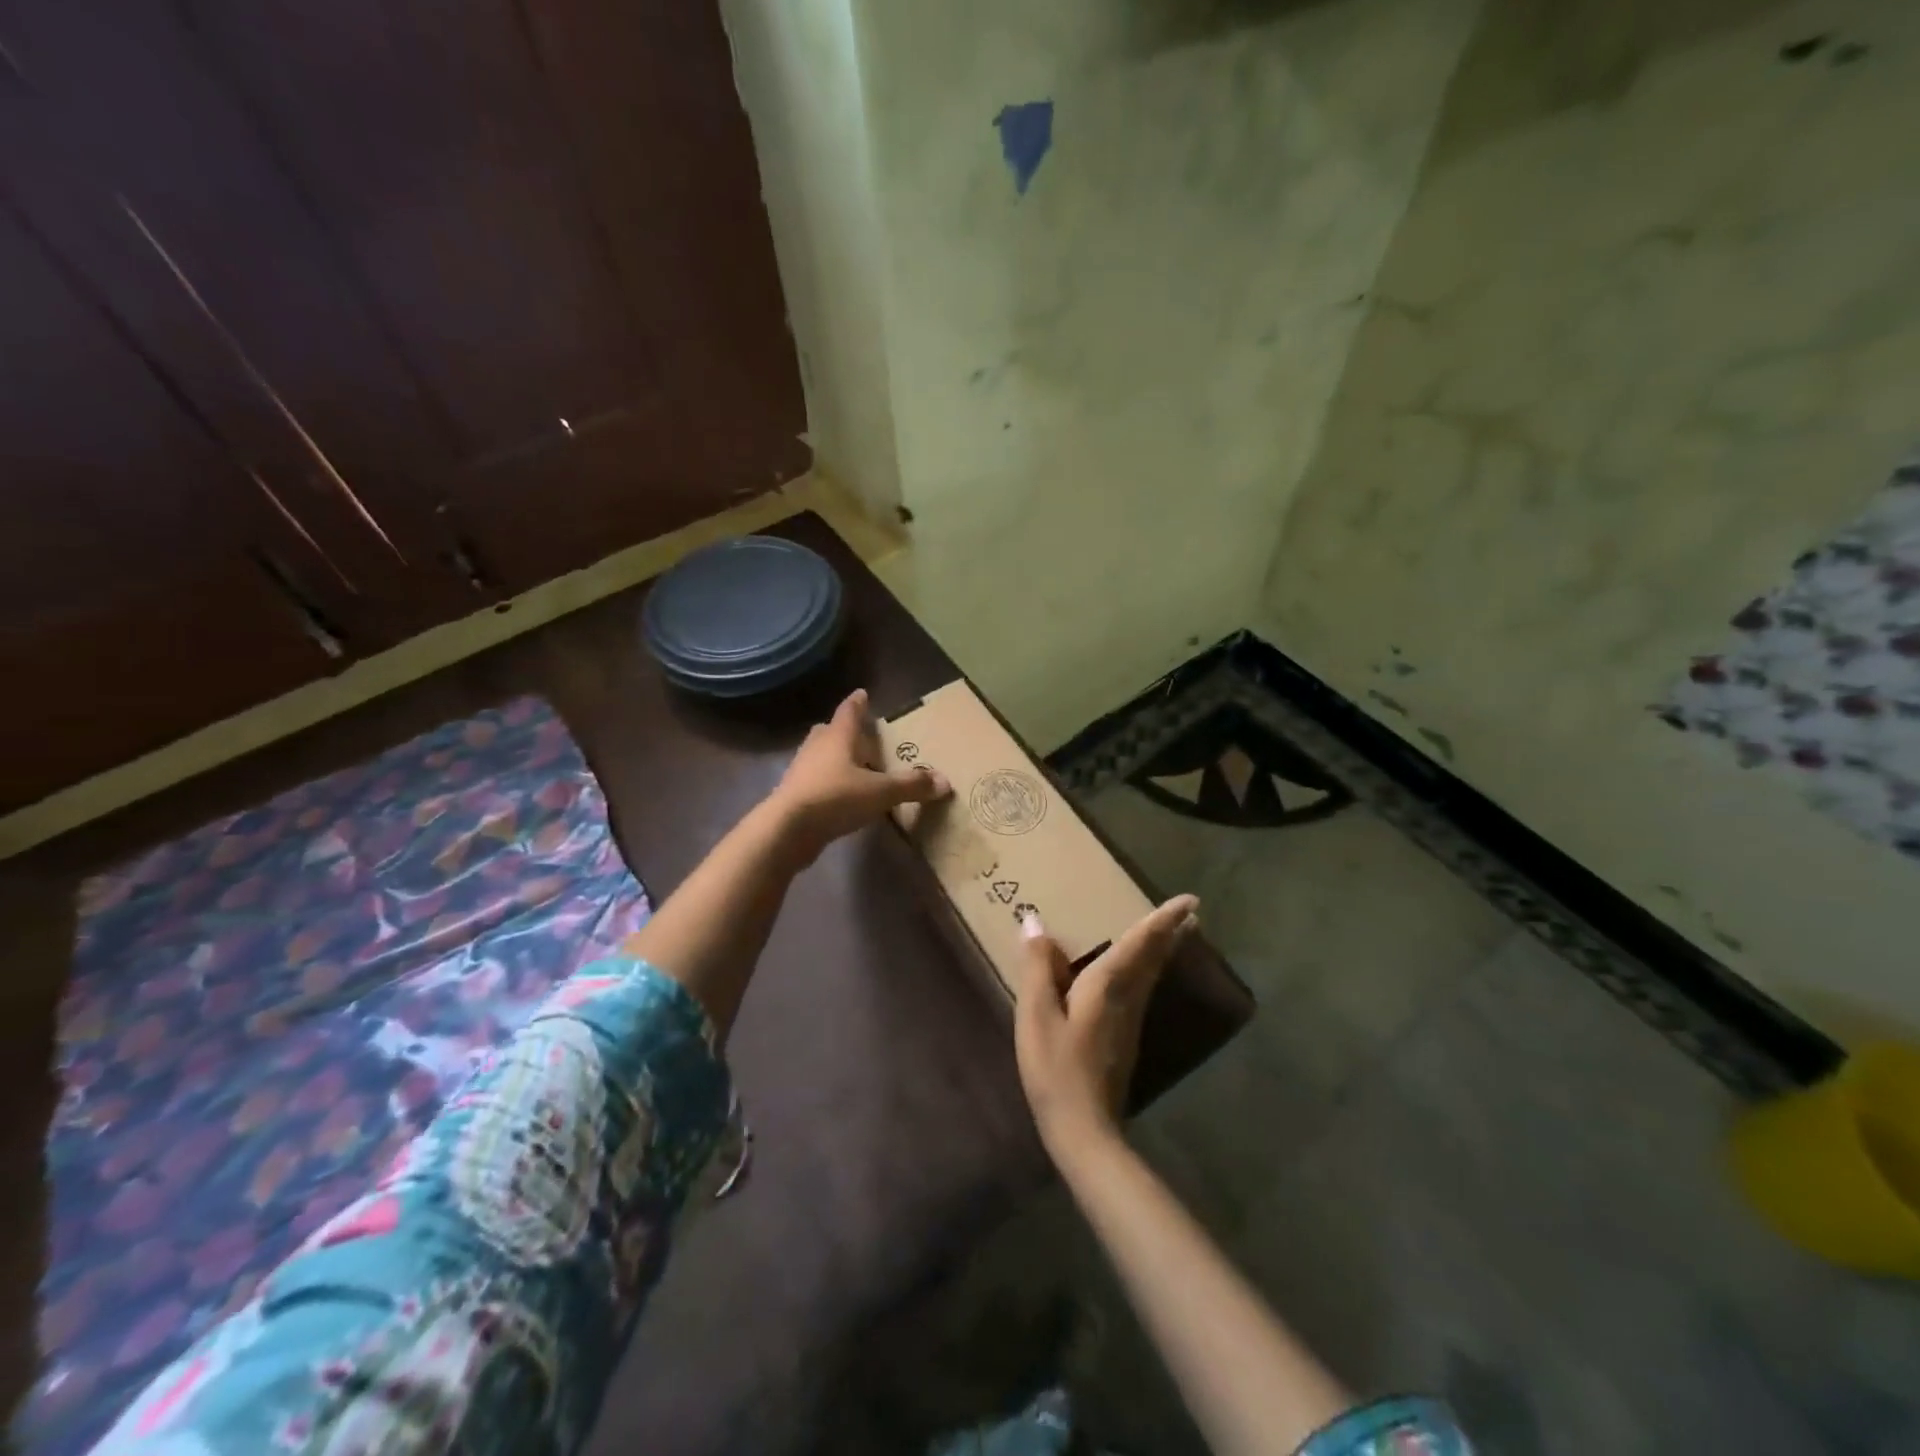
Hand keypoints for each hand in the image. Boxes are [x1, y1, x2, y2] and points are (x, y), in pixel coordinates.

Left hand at [769, 689, 950, 862]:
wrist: (787, 830)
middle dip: (845, 731)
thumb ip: (911, 785)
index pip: (849, 711)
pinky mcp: (795, 795)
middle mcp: (817, 747)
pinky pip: (816, 780)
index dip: (858, 703)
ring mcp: (802, 771)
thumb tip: (945, 781)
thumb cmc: (835, 798)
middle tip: (862, 735)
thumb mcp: (880, 792)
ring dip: (836, 758)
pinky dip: (829, 781)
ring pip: (821, 756)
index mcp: (837, 737)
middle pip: (830, 732)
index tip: (863, 693)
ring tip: (856, 767)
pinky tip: (843, 795)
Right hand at [1015, 894, 1199, 1156]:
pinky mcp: (1125, 1038)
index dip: (1163, 920)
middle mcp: (1127, 997)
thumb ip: (1037, 968)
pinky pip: (1142, 989)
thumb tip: (1035, 923)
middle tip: (1190, 911)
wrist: (1084, 1129)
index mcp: (1108, 985)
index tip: (1191, 900)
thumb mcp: (1036, 1015)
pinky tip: (1138, 974)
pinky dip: (1148, 969)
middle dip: (1170, 932)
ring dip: (1163, 950)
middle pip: (1154, 957)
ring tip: (1170, 933)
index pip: (1140, 942)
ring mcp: (1130, 1020)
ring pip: (1151, 975)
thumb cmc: (1056, 1068)